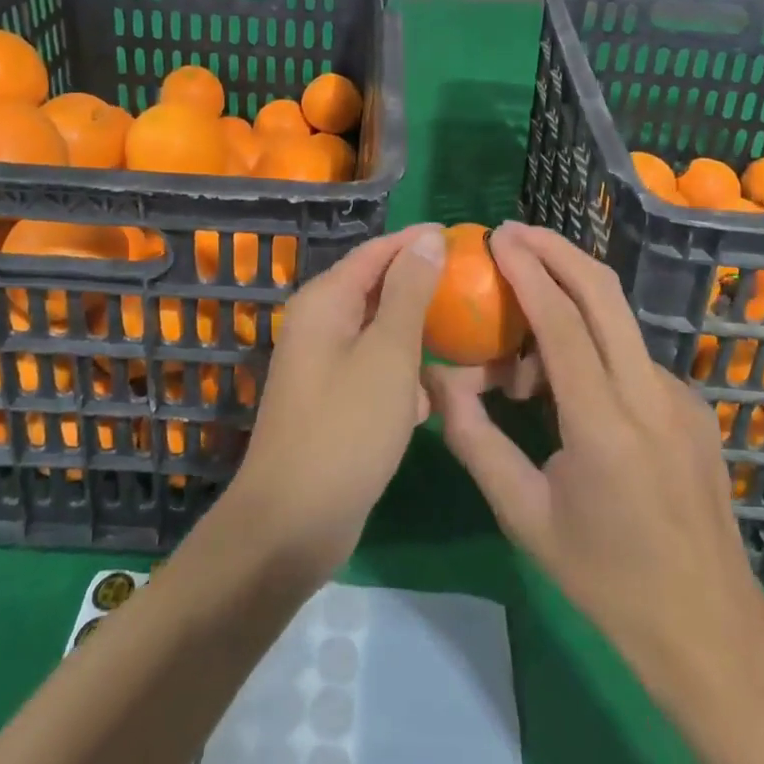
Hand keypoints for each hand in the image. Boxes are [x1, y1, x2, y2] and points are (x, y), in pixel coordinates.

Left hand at [224, 224, 446, 582]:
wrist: (291, 525)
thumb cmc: (346, 429)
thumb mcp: (388, 354)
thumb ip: (409, 292)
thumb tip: (426, 238)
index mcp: (325, 301)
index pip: (376, 251)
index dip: (417, 241)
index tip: (462, 238)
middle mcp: (318, 324)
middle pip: (376, 288)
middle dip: (422, 286)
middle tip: (472, 286)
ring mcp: (322, 364)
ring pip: (378, 332)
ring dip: (416, 334)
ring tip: (463, 335)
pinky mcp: (331, 401)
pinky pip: (373, 370)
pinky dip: (402, 374)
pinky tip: (432, 397)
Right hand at [424, 222, 763, 694]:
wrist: (711, 630)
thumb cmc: (606, 579)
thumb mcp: (524, 516)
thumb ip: (474, 439)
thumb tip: (438, 378)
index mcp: (604, 425)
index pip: (561, 321)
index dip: (528, 269)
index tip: (498, 236)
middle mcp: (650, 395)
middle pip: (604, 292)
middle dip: (557, 249)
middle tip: (514, 232)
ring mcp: (680, 397)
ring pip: (617, 322)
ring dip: (569, 303)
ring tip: (520, 345)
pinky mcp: (693, 406)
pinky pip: (631, 355)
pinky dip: (592, 345)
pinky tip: (566, 387)